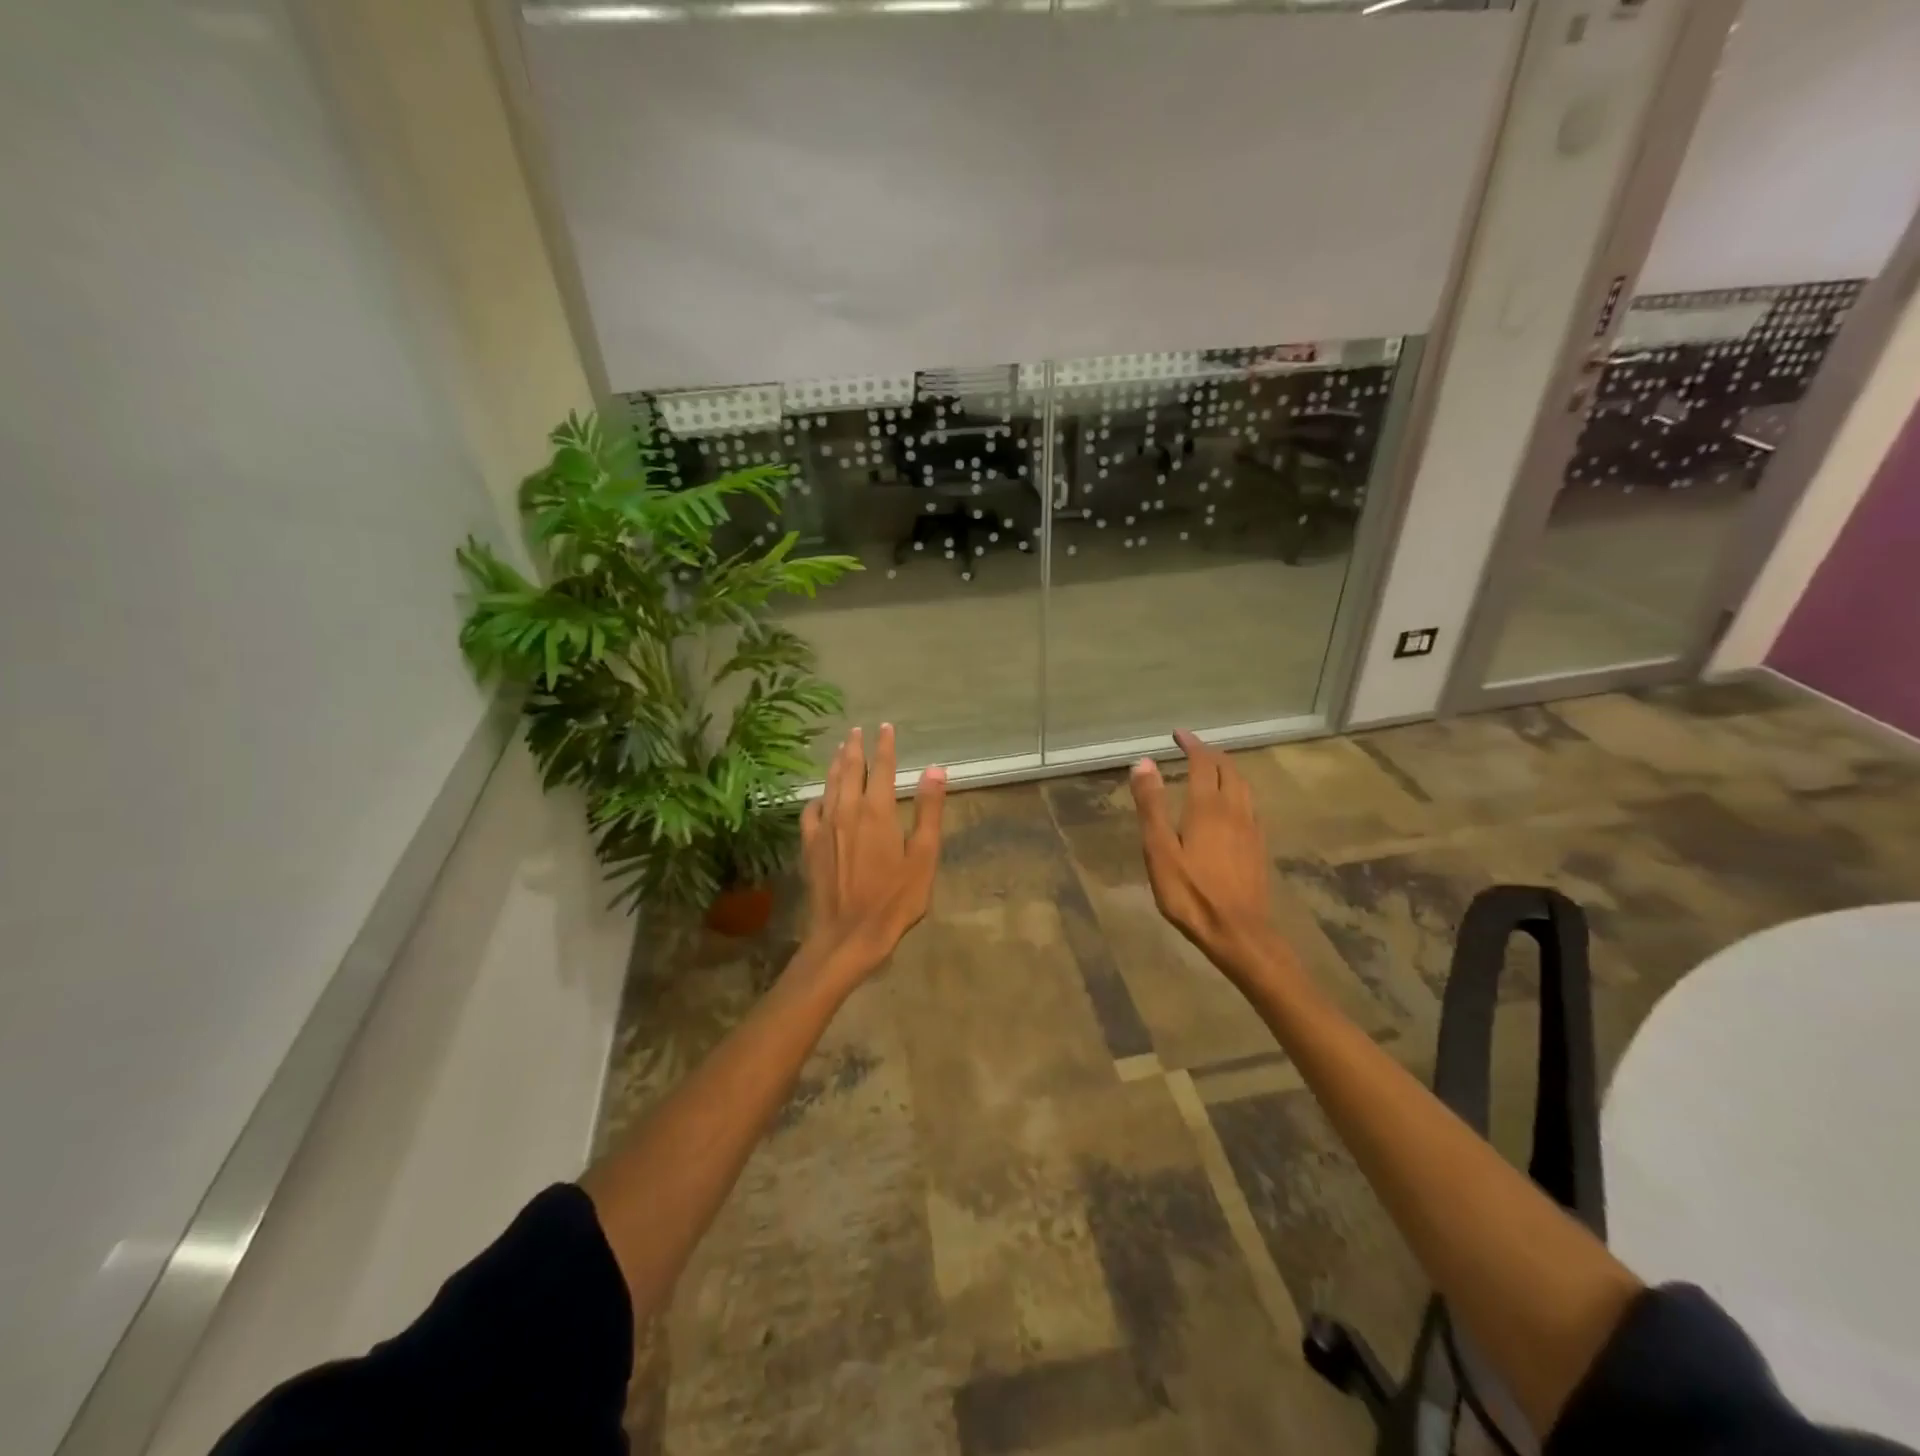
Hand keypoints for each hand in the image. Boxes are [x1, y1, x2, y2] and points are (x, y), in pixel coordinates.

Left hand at [798, 724, 947, 985]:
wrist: (848, 935)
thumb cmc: (894, 899)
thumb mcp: (923, 857)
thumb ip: (928, 811)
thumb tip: (935, 769)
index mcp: (877, 811)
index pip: (881, 768)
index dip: (884, 746)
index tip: (885, 728)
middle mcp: (847, 811)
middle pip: (850, 770)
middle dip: (855, 748)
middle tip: (857, 731)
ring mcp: (824, 828)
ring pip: (829, 785)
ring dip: (835, 764)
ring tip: (840, 750)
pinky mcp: (809, 846)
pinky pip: (811, 811)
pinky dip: (818, 797)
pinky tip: (821, 798)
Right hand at [1130, 730, 1285, 981]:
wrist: (1238, 933)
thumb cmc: (1191, 893)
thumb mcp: (1159, 850)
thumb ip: (1151, 805)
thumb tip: (1143, 762)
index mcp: (1208, 807)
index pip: (1203, 762)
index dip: (1191, 744)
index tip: (1177, 734)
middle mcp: (1234, 810)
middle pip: (1228, 769)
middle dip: (1210, 753)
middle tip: (1191, 747)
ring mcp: (1251, 828)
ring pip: (1243, 785)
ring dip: (1227, 769)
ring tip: (1211, 768)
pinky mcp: (1259, 846)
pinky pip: (1250, 804)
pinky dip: (1237, 790)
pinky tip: (1231, 805)